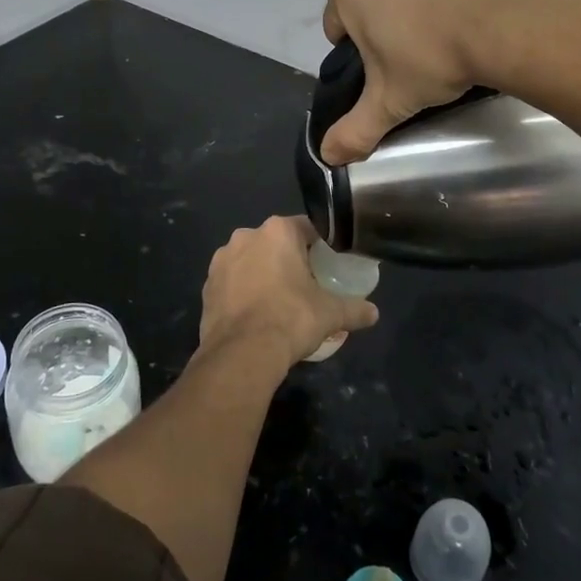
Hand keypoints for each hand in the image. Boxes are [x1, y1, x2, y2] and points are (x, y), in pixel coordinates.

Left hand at [198, 216, 379, 372]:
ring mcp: (221, 260)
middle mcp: (246, 236)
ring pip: (251, 260)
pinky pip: (232, 281)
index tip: (330, 262)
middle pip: (276, 242)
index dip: (321, 244)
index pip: (307, 228)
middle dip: (289, 258)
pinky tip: (256, 313)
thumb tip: (374, 313)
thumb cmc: (291, 319)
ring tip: (279, 301)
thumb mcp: (330, 314)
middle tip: (307, 284)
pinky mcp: (207, 284)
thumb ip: (354, 309)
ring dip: (263, 273)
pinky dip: (243, 291)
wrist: (242, 352)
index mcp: (277, 231)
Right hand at [320, 0, 554, 164]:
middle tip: (416, 52)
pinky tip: (472, 10)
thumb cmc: (436, 58)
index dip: (357, 50)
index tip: (385, 68)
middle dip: (385, 18)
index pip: (337, 23)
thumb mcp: (392, 102)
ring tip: (448, 31)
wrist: (511, 23)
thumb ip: (355, 130)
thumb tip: (327, 156)